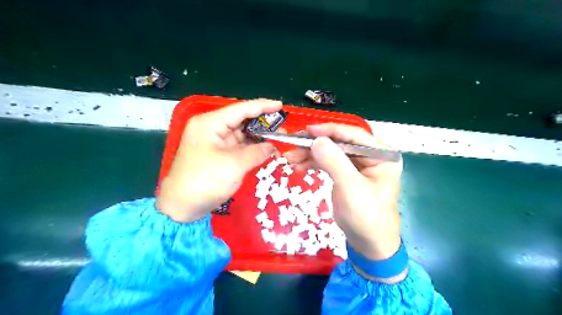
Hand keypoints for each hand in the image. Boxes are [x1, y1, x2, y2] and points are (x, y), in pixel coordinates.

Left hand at [156, 100, 280, 222]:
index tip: (281, 105)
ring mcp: (215, 142)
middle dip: (262, 124)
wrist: (182, 207)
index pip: (240, 109)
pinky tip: (266, 149)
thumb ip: (257, 152)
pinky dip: (252, 148)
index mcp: (210, 123)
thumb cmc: (205, 181)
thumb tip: (272, 146)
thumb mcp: (234, 165)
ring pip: (241, 134)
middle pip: (241, 121)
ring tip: (278, 138)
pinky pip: (239, 147)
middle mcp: (212, 129)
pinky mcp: (218, 155)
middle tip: (283, 127)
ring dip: (259, 137)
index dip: (262, 106)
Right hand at [285, 123, 403, 267]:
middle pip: (340, 142)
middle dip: (315, 145)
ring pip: (331, 152)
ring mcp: (358, 164)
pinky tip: (299, 167)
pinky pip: (329, 163)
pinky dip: (313, 163)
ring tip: (290, 159)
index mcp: (381, 154)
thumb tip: (316, 140)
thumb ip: (334, 161)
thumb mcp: (351, 188)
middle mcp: (371, 155)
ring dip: (311, 154)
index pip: (354, 135)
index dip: (330, 130)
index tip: (307, 131)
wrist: (369, 243)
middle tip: (293, 147)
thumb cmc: (367, 216)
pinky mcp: (347, 174)